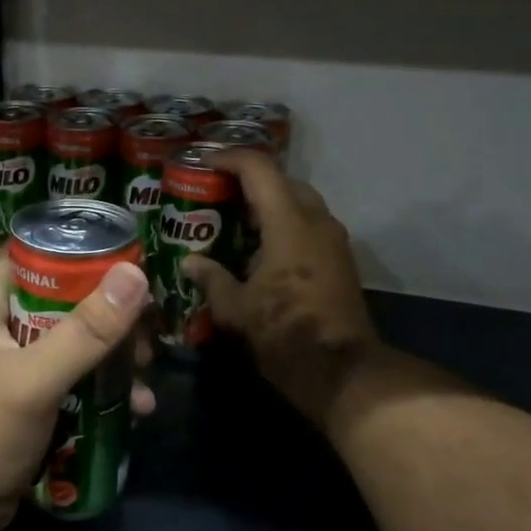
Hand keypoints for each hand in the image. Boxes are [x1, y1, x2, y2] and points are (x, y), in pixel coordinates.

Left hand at [0, 252, 153, 530]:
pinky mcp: (26, 391)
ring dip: (113, 352)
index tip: (137, 263)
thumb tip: (135, 275)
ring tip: (147, 371)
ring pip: (74, 335)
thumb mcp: (34, 379)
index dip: (86, 252)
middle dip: (111, 312)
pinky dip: (101, 384)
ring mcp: (12, 357)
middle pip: (65, 293)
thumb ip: (86, 330)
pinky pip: (71, 371)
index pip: (38, 249)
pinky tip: (135, 406)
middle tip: (150, 331)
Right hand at [182, 150, 380, 425]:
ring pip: (300, 203)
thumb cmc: (284, 333)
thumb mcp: (236, 308)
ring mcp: (334, 240)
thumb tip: (190, 263)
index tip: (204, 163)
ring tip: (235, 220)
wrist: (341, 371)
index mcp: (289, 223)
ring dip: (269, 204)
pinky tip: (260, 249)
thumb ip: (211, 278)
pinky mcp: (341, 260)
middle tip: (217, 193)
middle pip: (283, 181)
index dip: (229, 158)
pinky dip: (284, 225)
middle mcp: (317, 221)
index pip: (259, 169)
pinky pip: (309, 226)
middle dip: (250, 181)